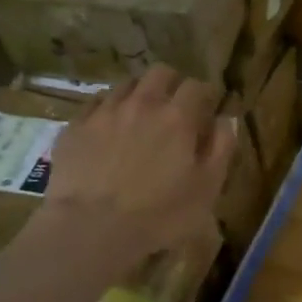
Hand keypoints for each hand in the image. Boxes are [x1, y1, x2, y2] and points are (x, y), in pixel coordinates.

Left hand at [27, 66, 234, 266]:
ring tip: (140, 116)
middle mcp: (142, 104)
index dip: (205, 94)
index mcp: (178, 117)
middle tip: (175, 105)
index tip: (207, 108)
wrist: (91, 228)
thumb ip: (221, 149)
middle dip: (172, 83)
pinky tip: (108, 129)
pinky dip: (108, 110)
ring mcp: (104, 112)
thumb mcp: (207, 189)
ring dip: (139, 94)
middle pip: (160, 73)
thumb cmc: (160, 214)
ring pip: (125, 84)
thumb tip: (226, 119)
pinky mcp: (75, 127)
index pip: (196, 86)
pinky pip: (95, 104)